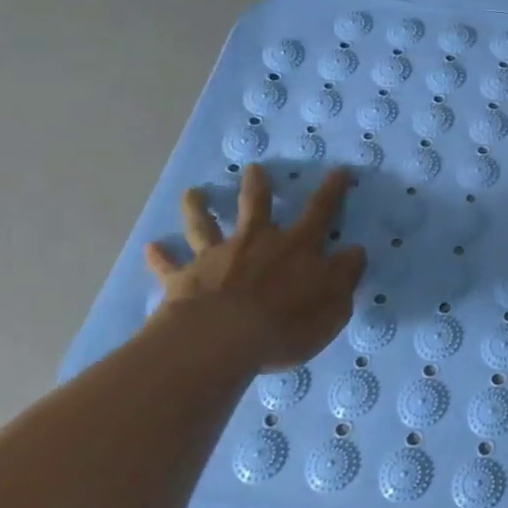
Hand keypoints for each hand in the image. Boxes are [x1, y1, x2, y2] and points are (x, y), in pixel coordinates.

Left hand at [145, 165, 364, 371]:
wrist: (222, 339)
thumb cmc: (287, 323)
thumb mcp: (334, 303)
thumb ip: (345, 275)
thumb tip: (356, 250)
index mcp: (296, 247)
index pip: (320, 213)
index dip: (332, 191)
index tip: (339, 171)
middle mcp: (256, 242)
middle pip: (256, 207)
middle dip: (257, 186)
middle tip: (253, 168)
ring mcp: (216, 258)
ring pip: (206, 226)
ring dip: (199, 208)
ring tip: (193, 193)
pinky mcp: (184, 279)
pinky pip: (169, 266)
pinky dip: (160, 256)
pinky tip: (151, 247)